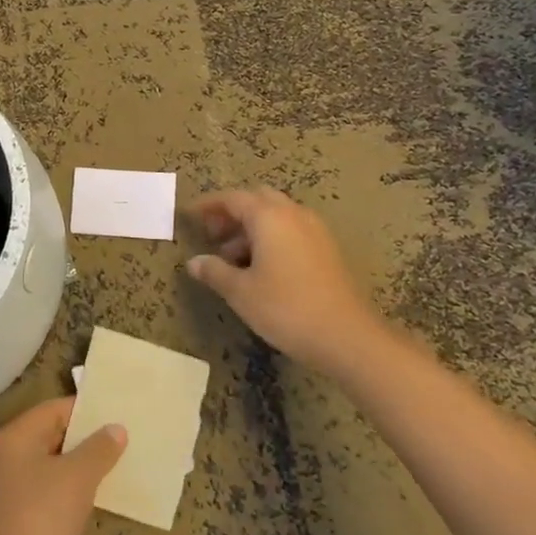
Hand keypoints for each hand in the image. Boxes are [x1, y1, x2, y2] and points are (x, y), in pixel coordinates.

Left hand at [0, 397, 125, 534]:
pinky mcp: (18, 522)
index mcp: (14, 439)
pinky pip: (49, 495)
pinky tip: (95, 498)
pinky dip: (70, 493)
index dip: (84, 410)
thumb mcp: (79, 475)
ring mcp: (9, 493)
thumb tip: (116, 429)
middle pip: (49, 437)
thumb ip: (99, 447)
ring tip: (114, 466)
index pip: (52, 410)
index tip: (114, 414)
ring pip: (50, 468)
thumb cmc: (45, 514)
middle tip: (119, 438)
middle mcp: (6, 460)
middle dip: (84, 439)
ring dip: (79, 467)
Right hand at [186, 187, 382, 372]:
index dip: (208, 205)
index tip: (189, 215)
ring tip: (232, 258)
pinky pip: (291, 230)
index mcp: (269, 217)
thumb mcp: (241, 292)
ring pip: (276, 216)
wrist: (347, 336)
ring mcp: (314, 230)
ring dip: (251, 228)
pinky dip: (271, 238)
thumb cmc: (286, 308)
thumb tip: (194, 262)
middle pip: (257, 200)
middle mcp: (293, 214)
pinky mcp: (326, 249)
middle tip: (213, 234)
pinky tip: (261, 268)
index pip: (232, 198)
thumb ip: (215, 271)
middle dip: (232, 213)